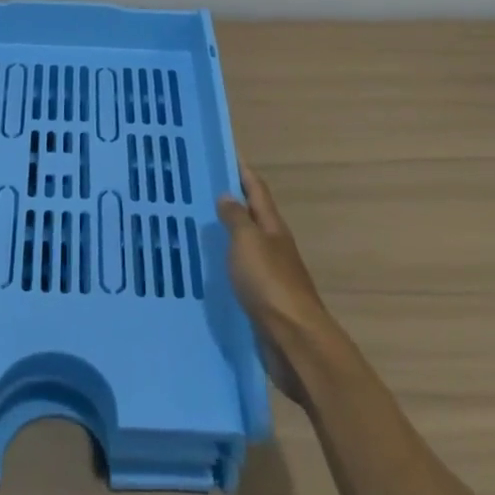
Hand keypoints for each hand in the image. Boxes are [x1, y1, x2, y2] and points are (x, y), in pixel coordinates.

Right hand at [217, 164, 332, 351]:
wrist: (294, 340)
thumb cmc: (270, 284)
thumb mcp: (248, 242)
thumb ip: (236, 218)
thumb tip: (228, 195)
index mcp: (273, 228)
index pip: (257, 190)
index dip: (243, 172)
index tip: (226, 154)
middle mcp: (274, 246)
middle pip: (254, 216)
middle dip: (233, 201)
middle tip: (202, 189)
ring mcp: (271, 274)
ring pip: (247, 244)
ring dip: (229, 232)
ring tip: (200, 225)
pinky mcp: (264, 299)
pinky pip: (242, 271)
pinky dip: (228, 261)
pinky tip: (210, 266)